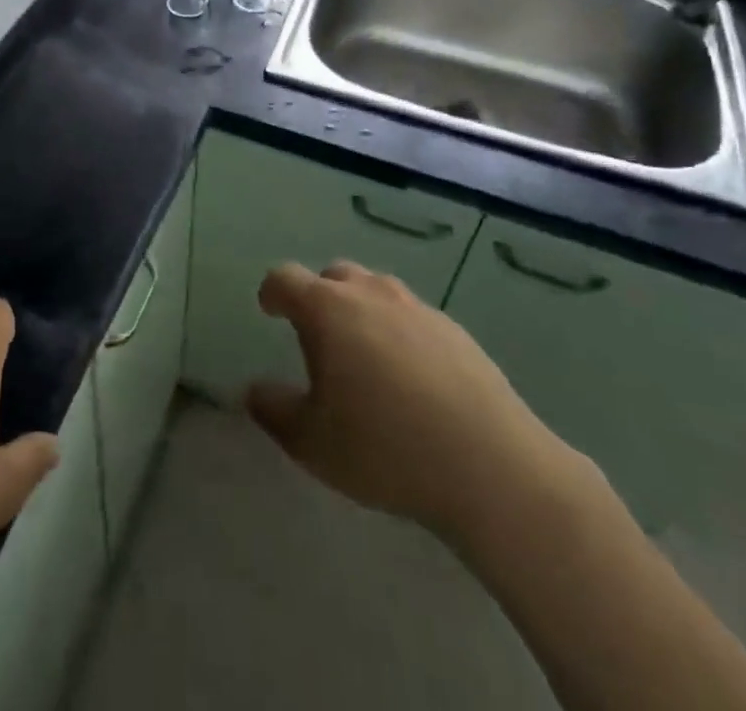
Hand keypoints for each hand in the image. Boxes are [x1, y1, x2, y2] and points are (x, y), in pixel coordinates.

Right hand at [245, 262, 588, 551]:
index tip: (269, 310)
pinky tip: (411, 379)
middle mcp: (370, 294)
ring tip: (365, 356)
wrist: (491, 468)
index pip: (285, 279)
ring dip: (361, 311)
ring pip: (377, 292)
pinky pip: (413, 318)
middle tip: (318, 338)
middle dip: (319, 297)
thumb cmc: (384, 448)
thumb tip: (254, 391)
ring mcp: (417, 308)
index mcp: (327, 309)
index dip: (272, 292)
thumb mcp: (311, 441)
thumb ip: (274, 410)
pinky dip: (400, 333)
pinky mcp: (456, 332)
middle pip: (334, 276)